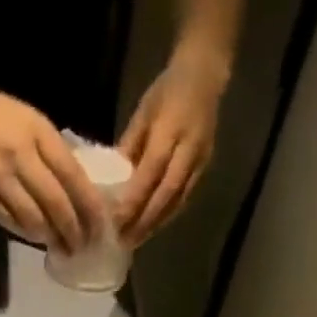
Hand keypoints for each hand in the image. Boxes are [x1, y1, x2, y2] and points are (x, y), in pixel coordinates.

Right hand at [0, 69, 106, 253]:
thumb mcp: (27, 120)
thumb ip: (50, 152)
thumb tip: (76, 190)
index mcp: (38, 132)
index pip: (74, 177)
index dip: (90, 208)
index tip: (100, 228)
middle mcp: (21, 154)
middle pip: (58, 205)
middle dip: (74, 232)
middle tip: (82, 247)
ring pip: (35, 219)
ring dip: (51, 239)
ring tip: (61, 248)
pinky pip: (10, 222)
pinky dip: (27, 234)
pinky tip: (36, 238)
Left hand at [116, 49, 227, 246]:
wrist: (206, 74)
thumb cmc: (168, 90)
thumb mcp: (143, 112)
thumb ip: (129, 146)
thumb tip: (110, 181)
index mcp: (171, 127)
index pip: (152, 170)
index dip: (135, 197)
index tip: (116, 219)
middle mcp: (189, 148)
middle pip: (166, 192)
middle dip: (144, 220)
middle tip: (124, 241)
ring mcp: (200, 160)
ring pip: (177, 201)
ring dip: (155, 224)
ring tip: (135, 241)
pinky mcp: (204, 169)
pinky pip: (184, 199)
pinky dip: (166, 216)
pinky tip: (151, 228)